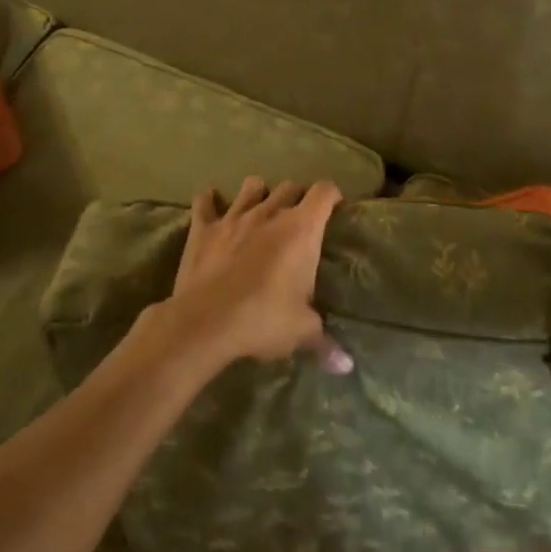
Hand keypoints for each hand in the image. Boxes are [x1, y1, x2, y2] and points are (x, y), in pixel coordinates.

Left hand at [161, 176, 353, 372]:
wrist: (206, 322)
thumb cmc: (263, 319)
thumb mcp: (301, 332)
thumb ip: (325, 342)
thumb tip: (346, 365)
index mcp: (301, 229)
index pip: (325, 192)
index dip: (332, 195)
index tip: (335, 207)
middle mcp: (270, 212)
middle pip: (290, 187)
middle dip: (297, 197)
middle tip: (299, 218)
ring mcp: (234, 216)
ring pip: (251, 186)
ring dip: (259, 192)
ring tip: (260, 208)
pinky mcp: (204, 227)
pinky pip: (205, 202)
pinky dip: (209, 201)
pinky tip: (211, 204)